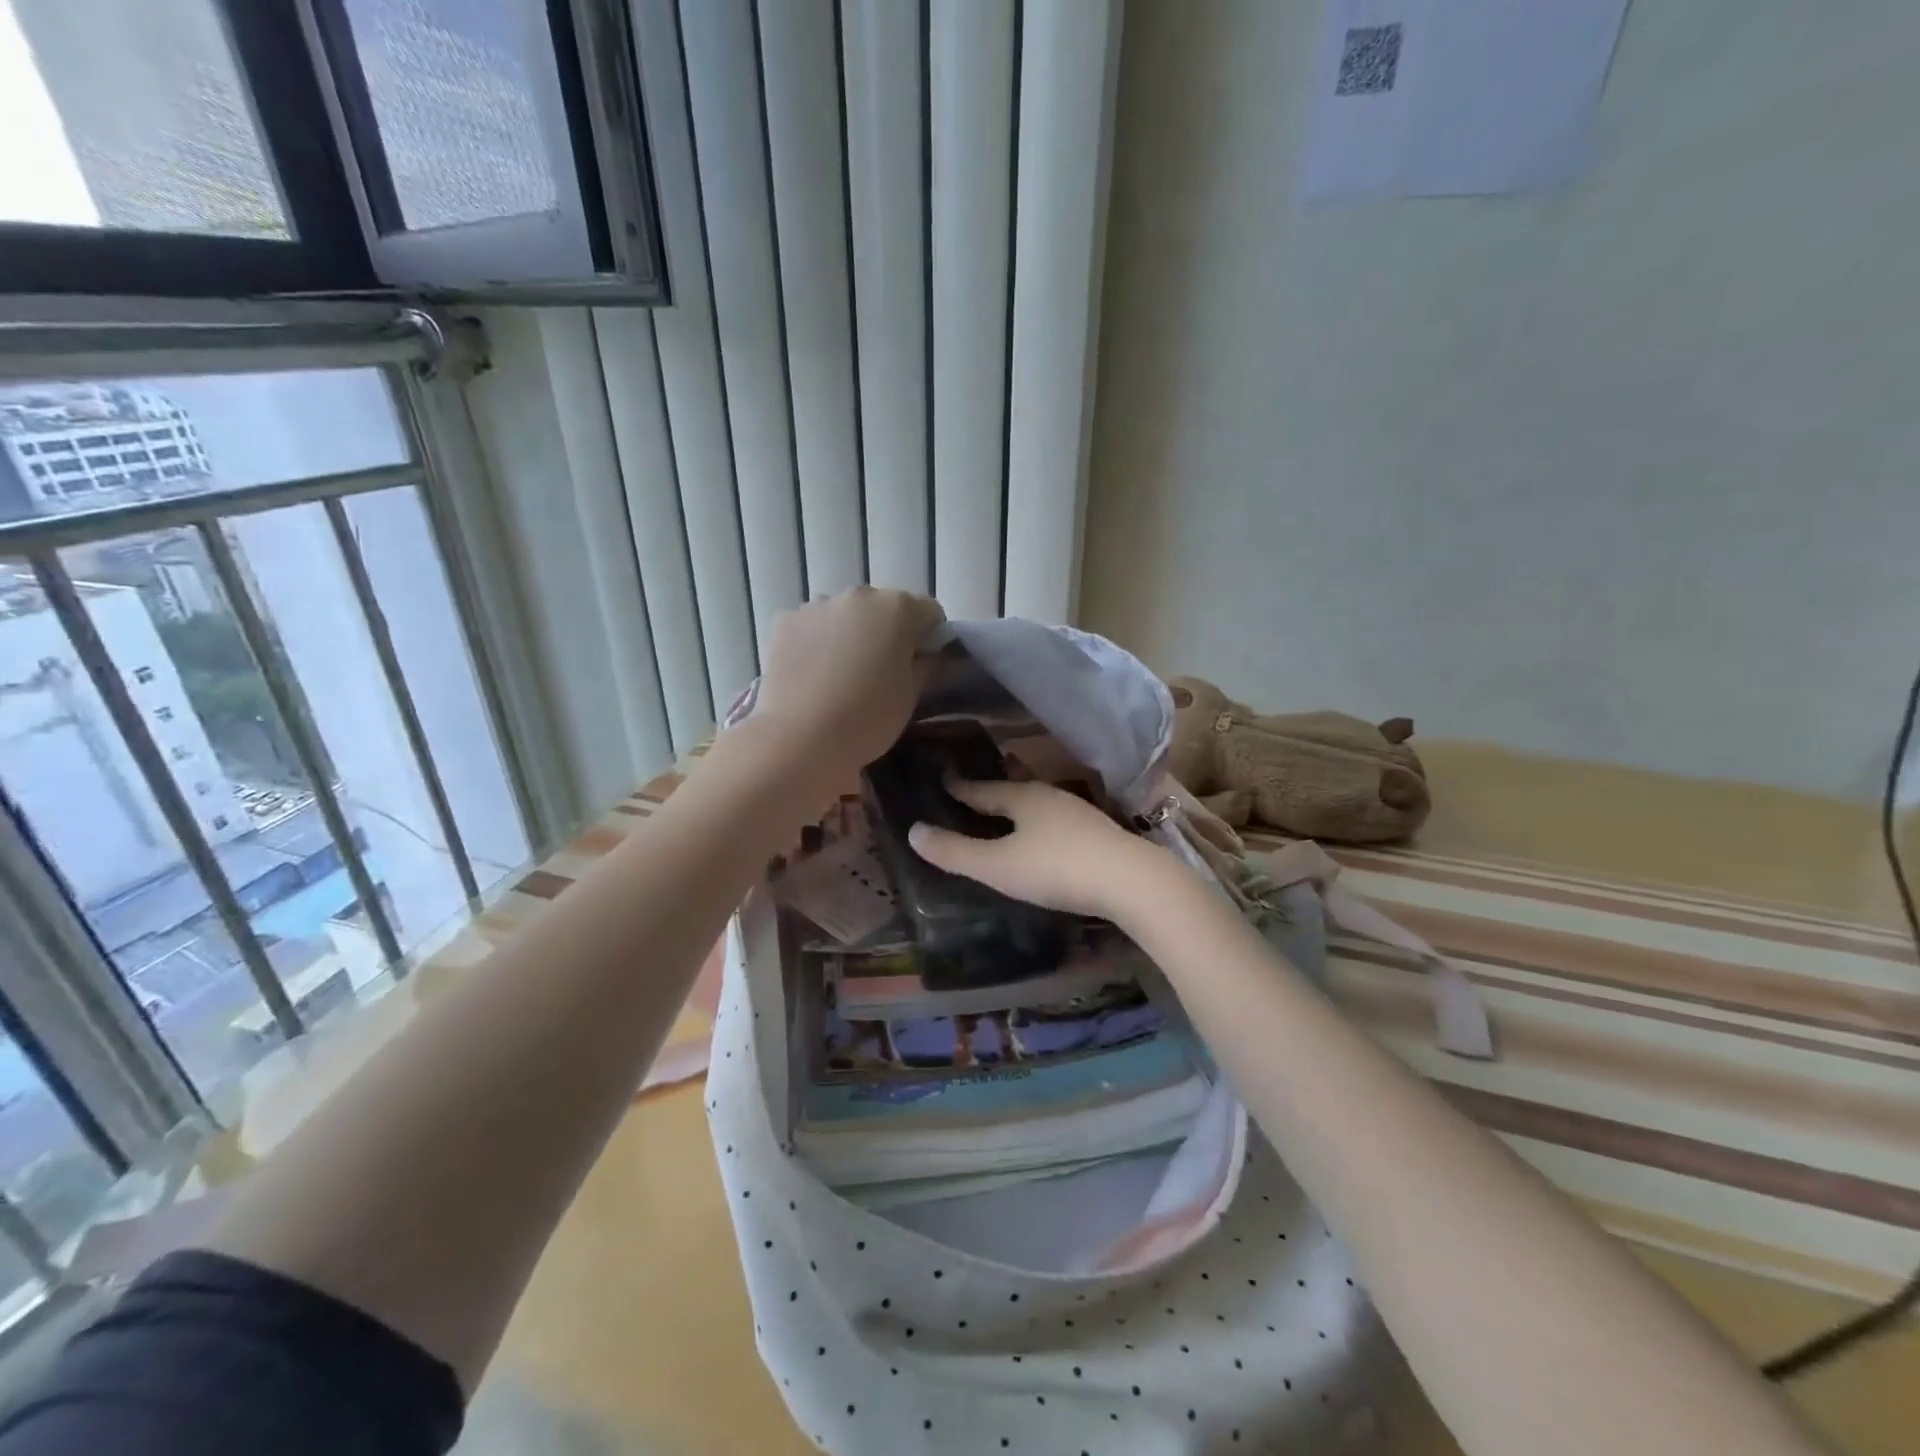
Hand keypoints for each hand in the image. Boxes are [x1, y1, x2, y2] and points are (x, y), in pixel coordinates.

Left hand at [754, 587, 944, 776]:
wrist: (800, 737)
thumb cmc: (868, 717)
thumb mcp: (911, 695)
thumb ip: (928, 665)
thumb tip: (932, 655)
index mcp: (898, 608)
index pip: (929, 612)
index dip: (931, 638)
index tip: (922, 666)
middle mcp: (858, 595)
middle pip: (884, 608)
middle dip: (888, 633)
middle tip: (882, 673)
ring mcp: (817, 605)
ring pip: (846, 615)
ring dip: (851, 634)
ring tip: (843, 676)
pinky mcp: (785, 621)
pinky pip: (813, 626)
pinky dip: (818, 642)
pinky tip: (814, 675)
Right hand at [907, 779, 1174, 919]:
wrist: (1130, 882)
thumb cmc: (1055, 868)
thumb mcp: (997, 866)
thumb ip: (955, 852)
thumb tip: (913, 831)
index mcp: (1022, 797)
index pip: (982, 789)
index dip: (960, 788)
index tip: (944, 778)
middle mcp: (1050, 797)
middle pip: (1013, 790)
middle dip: (992, 792)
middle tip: (972, 792)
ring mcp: (1079, 813)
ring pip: (1039, 805)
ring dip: (1019, 807)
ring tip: (1006, 813)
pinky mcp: (1099, 833)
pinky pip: (1058, 821)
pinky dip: (1041, 824)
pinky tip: (1045, 837)